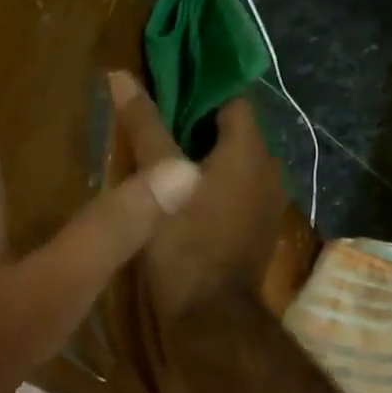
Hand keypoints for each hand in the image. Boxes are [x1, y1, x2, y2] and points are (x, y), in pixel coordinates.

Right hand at [107, 71, 286, 323]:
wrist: (211, 317)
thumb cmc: (184, 241)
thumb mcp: (157, 179)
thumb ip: (144, 125)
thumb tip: (121, 76)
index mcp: (251, 150)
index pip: (232, 95)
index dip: (200, 83)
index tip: (166, 80)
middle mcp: (270, 169)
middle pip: (234, 128)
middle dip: (198, 118)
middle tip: (156, 116)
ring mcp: (270, 201)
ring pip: (237, 160)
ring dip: (206, 152)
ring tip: (164, 151)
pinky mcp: (260, 227)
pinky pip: (239, 188)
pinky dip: (215, 180)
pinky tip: (183, 190)